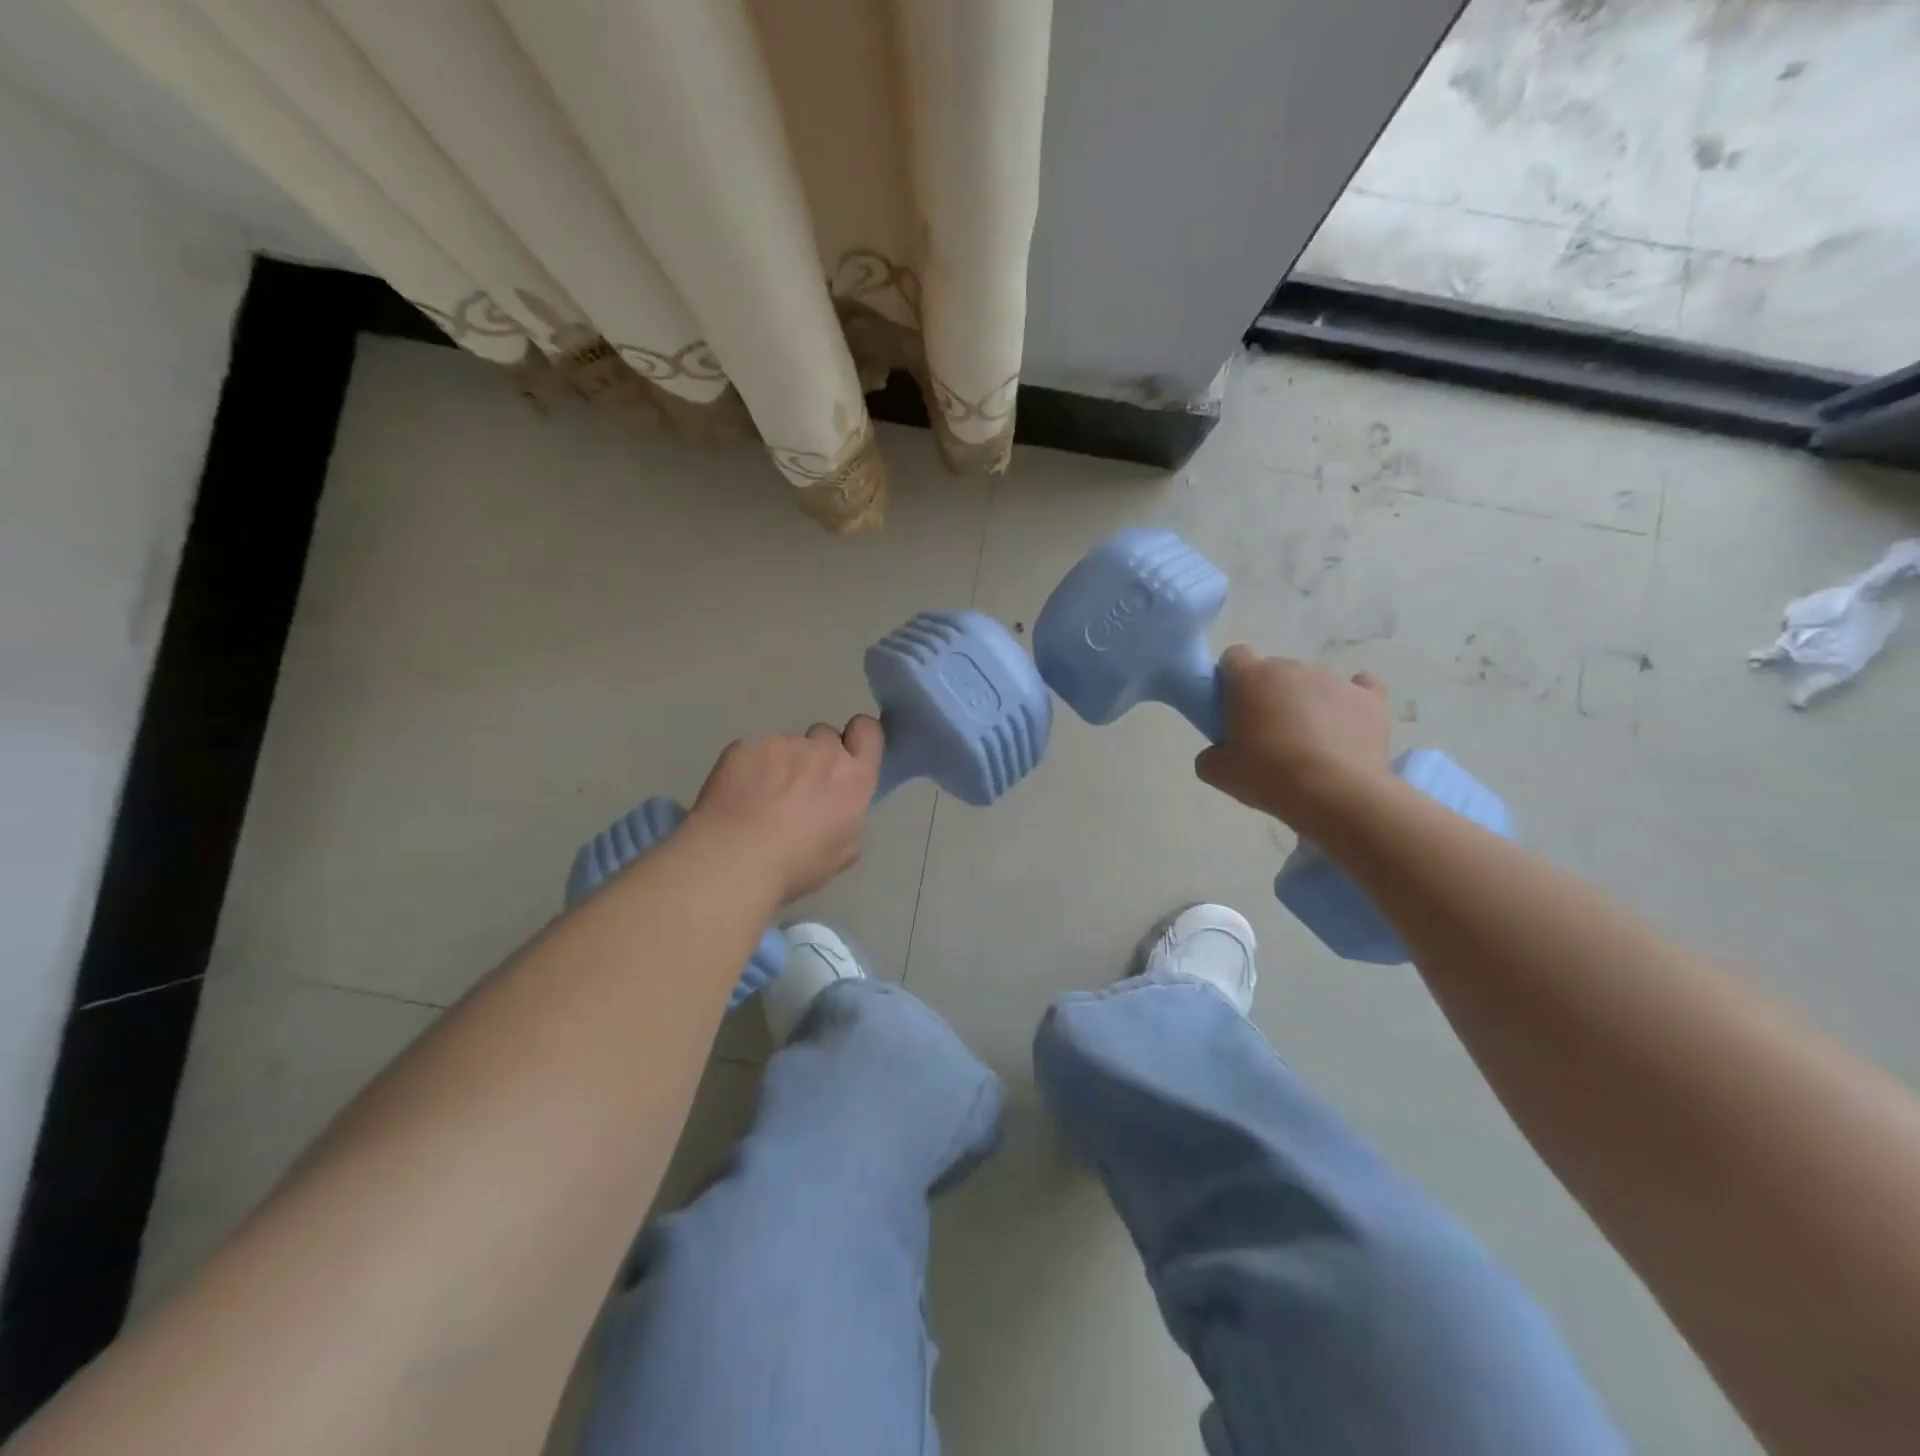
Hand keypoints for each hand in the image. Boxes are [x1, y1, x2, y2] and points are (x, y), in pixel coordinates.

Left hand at [690, 717, 883, 903]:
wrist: (734, 859)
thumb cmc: (796, 865)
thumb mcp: (841, 855)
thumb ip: (848, 821)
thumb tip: (838, 814)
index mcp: (853, 777)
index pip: (868, 730)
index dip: (858, 738)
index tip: (848, 756)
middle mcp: (822, 751)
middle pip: (825, 735)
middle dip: (816, 755)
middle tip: (799, 788)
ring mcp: (781, 743)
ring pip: (786, 743)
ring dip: (780, 763)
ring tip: (760, 798)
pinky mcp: (744, 746)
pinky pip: (752, 751)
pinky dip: (748, 768)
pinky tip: (736, 796)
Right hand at [1195, 646, 1392, 826]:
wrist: (1336, 794)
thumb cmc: (1268, 776)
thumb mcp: (1218, 773)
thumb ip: (1210, 753)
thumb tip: (1219, 752)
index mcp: (1251, 678)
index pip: (1234, 656)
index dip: (1232, 679)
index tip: (1233, 708)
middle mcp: (1293, 668)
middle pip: (1275, 671)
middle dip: (1270, 695)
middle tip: (1268, 735)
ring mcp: (1335, 680)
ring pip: (1313, 683)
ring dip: (1307, 703)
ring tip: (1311, 744)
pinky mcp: (1371, 698)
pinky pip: (1360, 687)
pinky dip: (1351, 702)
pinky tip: (1347, 726)